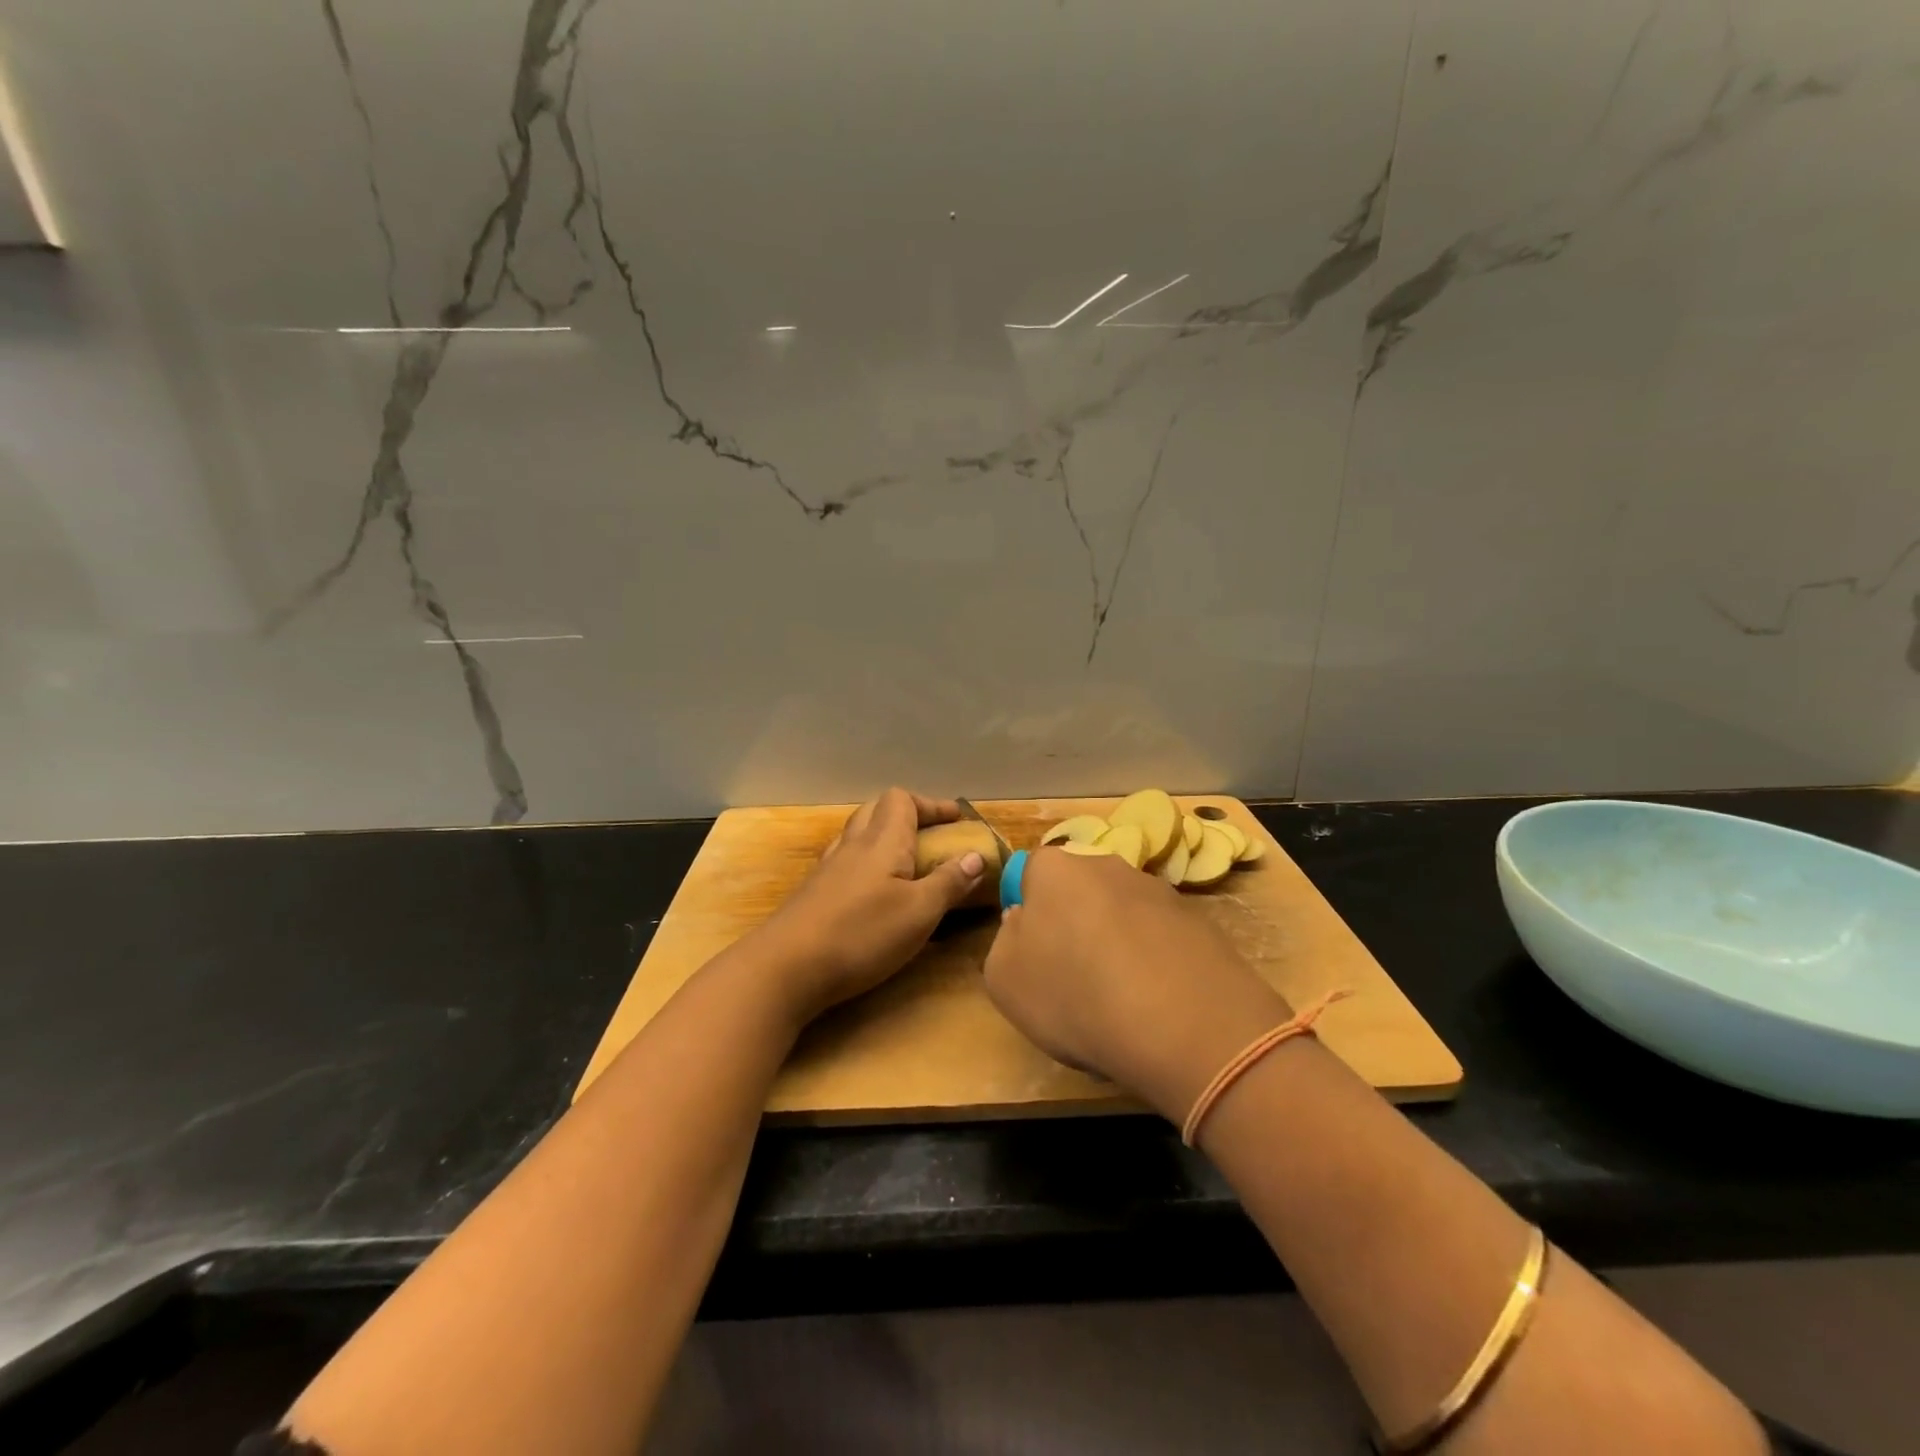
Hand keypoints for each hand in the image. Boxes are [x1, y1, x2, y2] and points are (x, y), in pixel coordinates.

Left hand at [756, 788, 988, 1022]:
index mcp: (882, 841)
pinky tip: (874, 892)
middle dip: (908, 816)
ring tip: (908, 863)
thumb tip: (976, 856)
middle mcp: (853, 845)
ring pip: (858, 834)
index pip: (902, 799)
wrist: (785, 967)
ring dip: (885, 838)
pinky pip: (845, 862)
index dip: (931, 805)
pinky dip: (866, 864)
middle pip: (877, 810)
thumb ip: (949, 882)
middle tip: (933, 838)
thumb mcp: (919, 912)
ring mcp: (828, 869)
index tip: (956, 821)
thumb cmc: (861, 934)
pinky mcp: (814, 894)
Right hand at [982, 848, 1291, 1121]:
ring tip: (1120, 1001)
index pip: (1030, 875)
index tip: (1034, 955)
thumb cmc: (1076, 996)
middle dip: (1073, 925)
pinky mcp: (1198, 921)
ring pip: (1121, 914)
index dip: (1029, 914)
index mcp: (1054, 869)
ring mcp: (1158, 890)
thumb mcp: (1005, 981)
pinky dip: (1154, 962)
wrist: (1184, 1024)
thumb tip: (1023, 923)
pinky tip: (1157, 1004)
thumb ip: (1005, 942)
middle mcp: (1107, 865)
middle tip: (1073, 978)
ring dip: (1115, 943)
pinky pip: (1160, 938)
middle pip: (1078, 892)